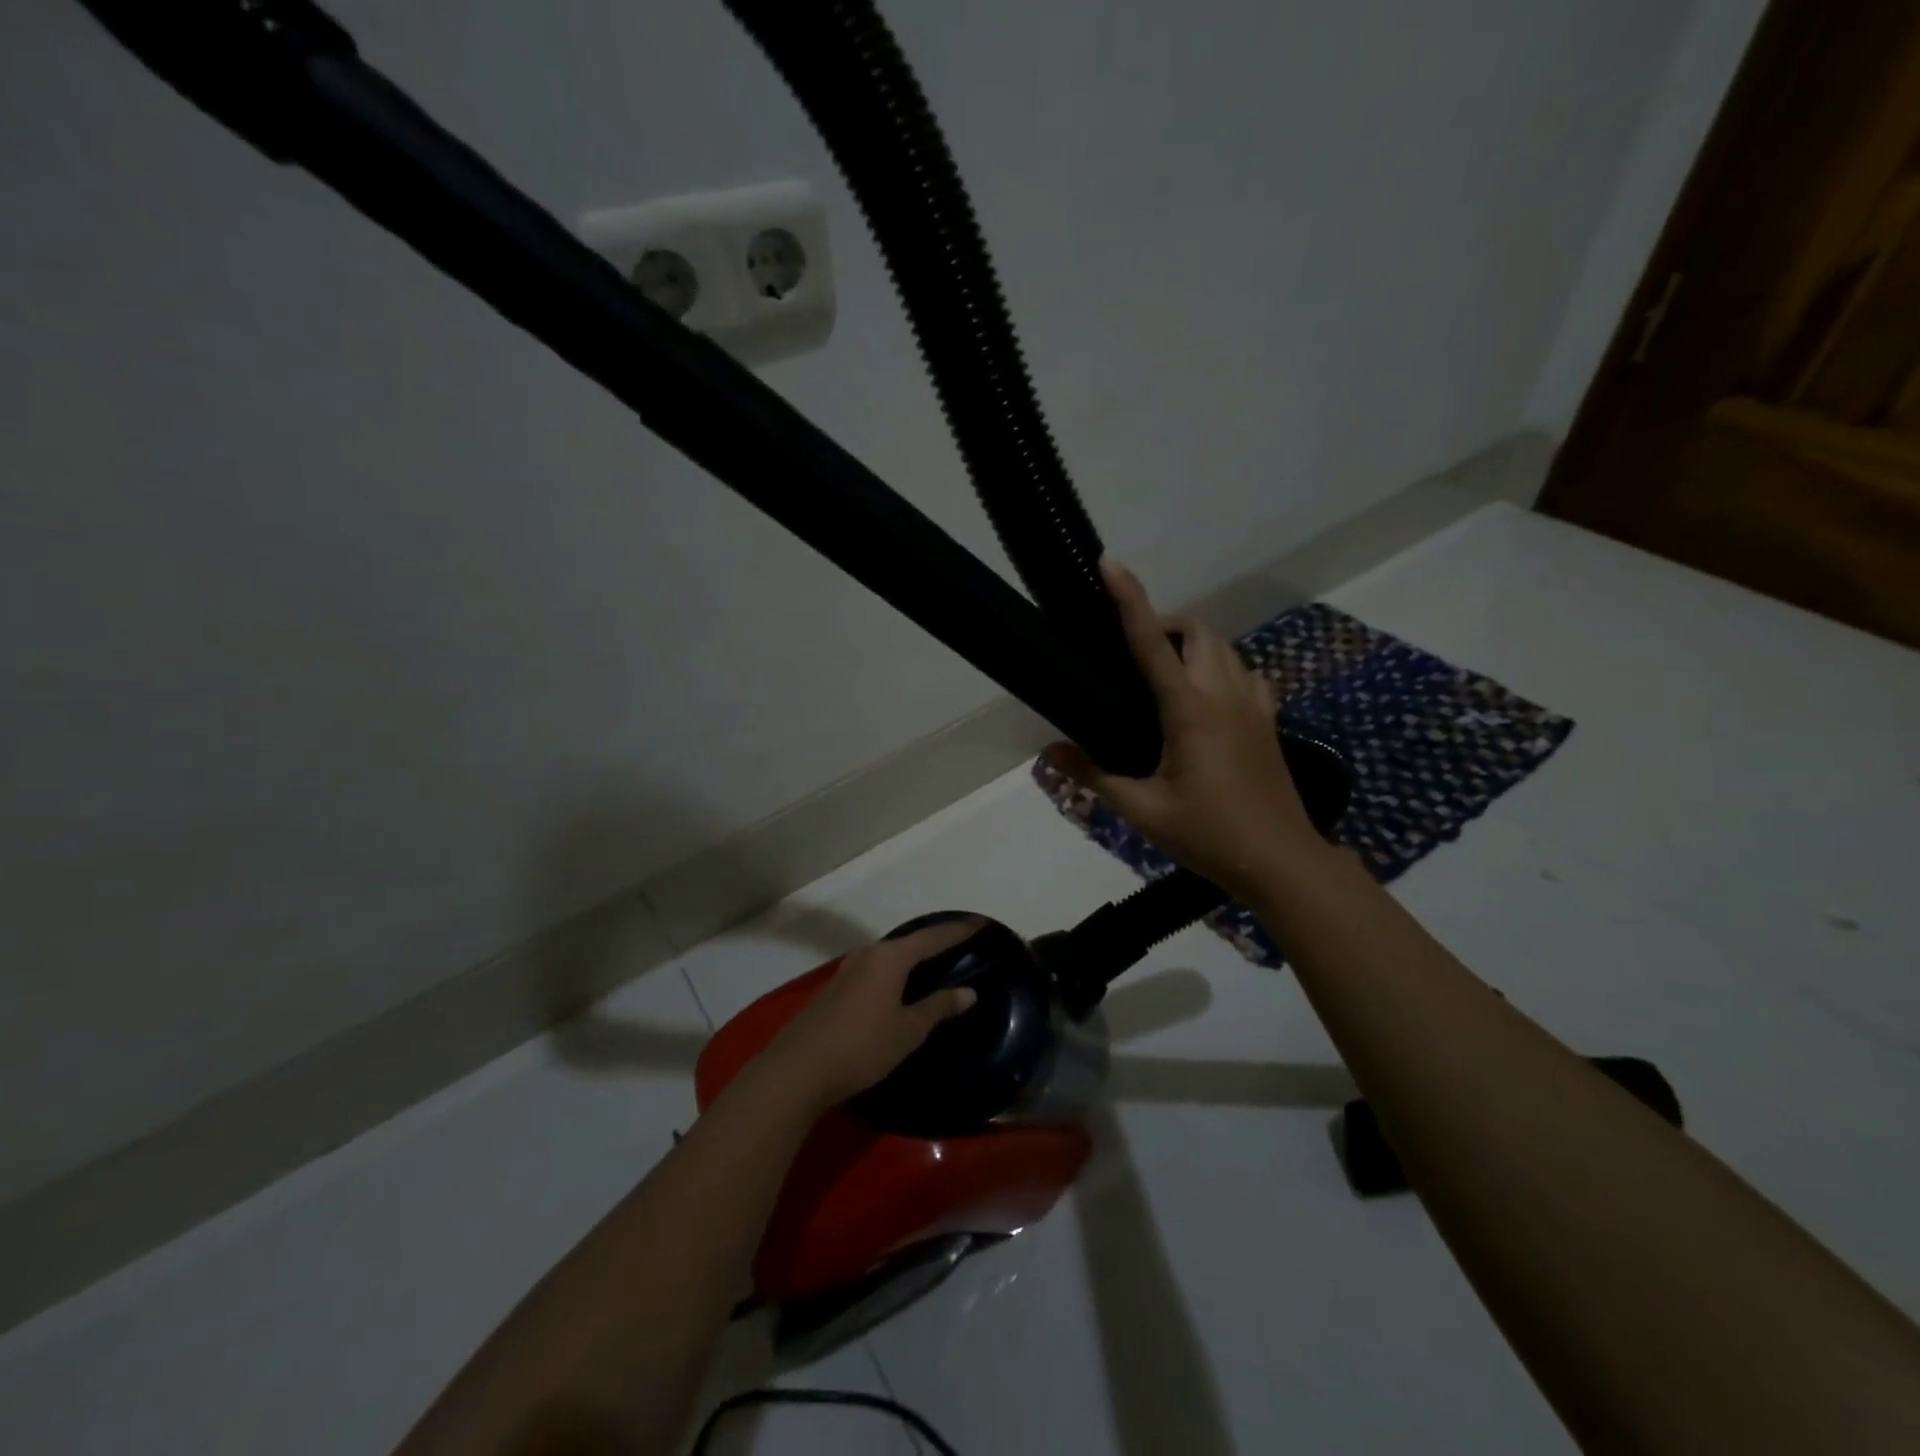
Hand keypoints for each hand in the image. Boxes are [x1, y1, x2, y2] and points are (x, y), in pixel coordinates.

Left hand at [761, 920, 982, 1110]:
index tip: (981, 923)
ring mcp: (846, 971)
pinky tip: (897, 989)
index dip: (959, 931)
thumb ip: (938, 1007)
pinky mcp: (833, 990)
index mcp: (890, 957)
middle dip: (933, 943)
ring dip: (910, 960)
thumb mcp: (908, 1030)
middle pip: (908, 943)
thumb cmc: (862, 1046)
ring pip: (887, 957)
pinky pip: (873, 972)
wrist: (798, 1069)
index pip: (933, 937)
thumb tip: (968, 991)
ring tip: (931, 967)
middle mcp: (868, 954)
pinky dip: (892, 974)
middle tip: (958, 946)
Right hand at [1044, 558, 1326, 897]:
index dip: (1129, 599)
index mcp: (1190, 709)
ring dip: (1193, 642)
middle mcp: (1224, 694)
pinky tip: (1207, 695)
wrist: (1281, 862)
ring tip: (1163, 670)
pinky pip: (1246, 673)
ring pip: (1225, 647)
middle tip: (1130, 650)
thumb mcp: (1142, 810)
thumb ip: (1093, 775)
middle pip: (1197, 630)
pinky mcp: (1268, 720)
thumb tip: (1048, 752)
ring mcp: (1253, 705)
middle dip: (1163, 621)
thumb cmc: (1208, 835)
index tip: (1110, 564)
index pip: (1152, 642)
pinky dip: (1222, 668)